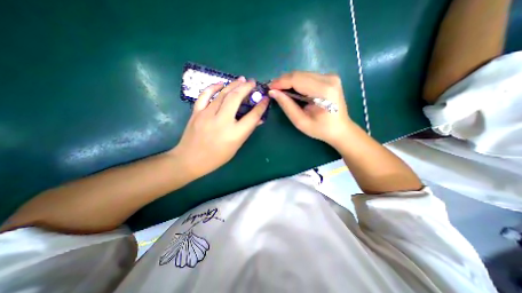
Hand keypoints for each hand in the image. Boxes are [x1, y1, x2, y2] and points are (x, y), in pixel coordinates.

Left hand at [173, 76, 268, 176]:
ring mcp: (207, 115)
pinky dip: (213, 87)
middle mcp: (222, 122)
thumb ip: (247, 131)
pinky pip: (205, 95)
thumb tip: (258, 119)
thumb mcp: (236, 146)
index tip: (265, 99)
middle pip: (236, 99)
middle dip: (246, 88)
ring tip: (241, 79)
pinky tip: (221, 84)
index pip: (252, 116)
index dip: (261, 106)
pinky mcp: (196, 112)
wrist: (190, 159)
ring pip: (222, 94)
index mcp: (235, 134)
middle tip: (252, 82)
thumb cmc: (217, 157)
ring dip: (233, 85)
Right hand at [269, 71, 349, 145]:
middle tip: (273, 89)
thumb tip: (273, 92)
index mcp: (324, 91)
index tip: (269, 88)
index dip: (280, 82)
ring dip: (289, 81)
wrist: (340, 129)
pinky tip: (292, 89)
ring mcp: (330, 76)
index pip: (296, 79)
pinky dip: (297, 82)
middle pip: (299, 74)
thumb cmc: (321, 129)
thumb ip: (287, 105)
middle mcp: (329, 79)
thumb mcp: (300, 121)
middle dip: (283, 81)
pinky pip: (307, 76)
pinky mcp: (329, 78)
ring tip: (280, 90)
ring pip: (302, 74)